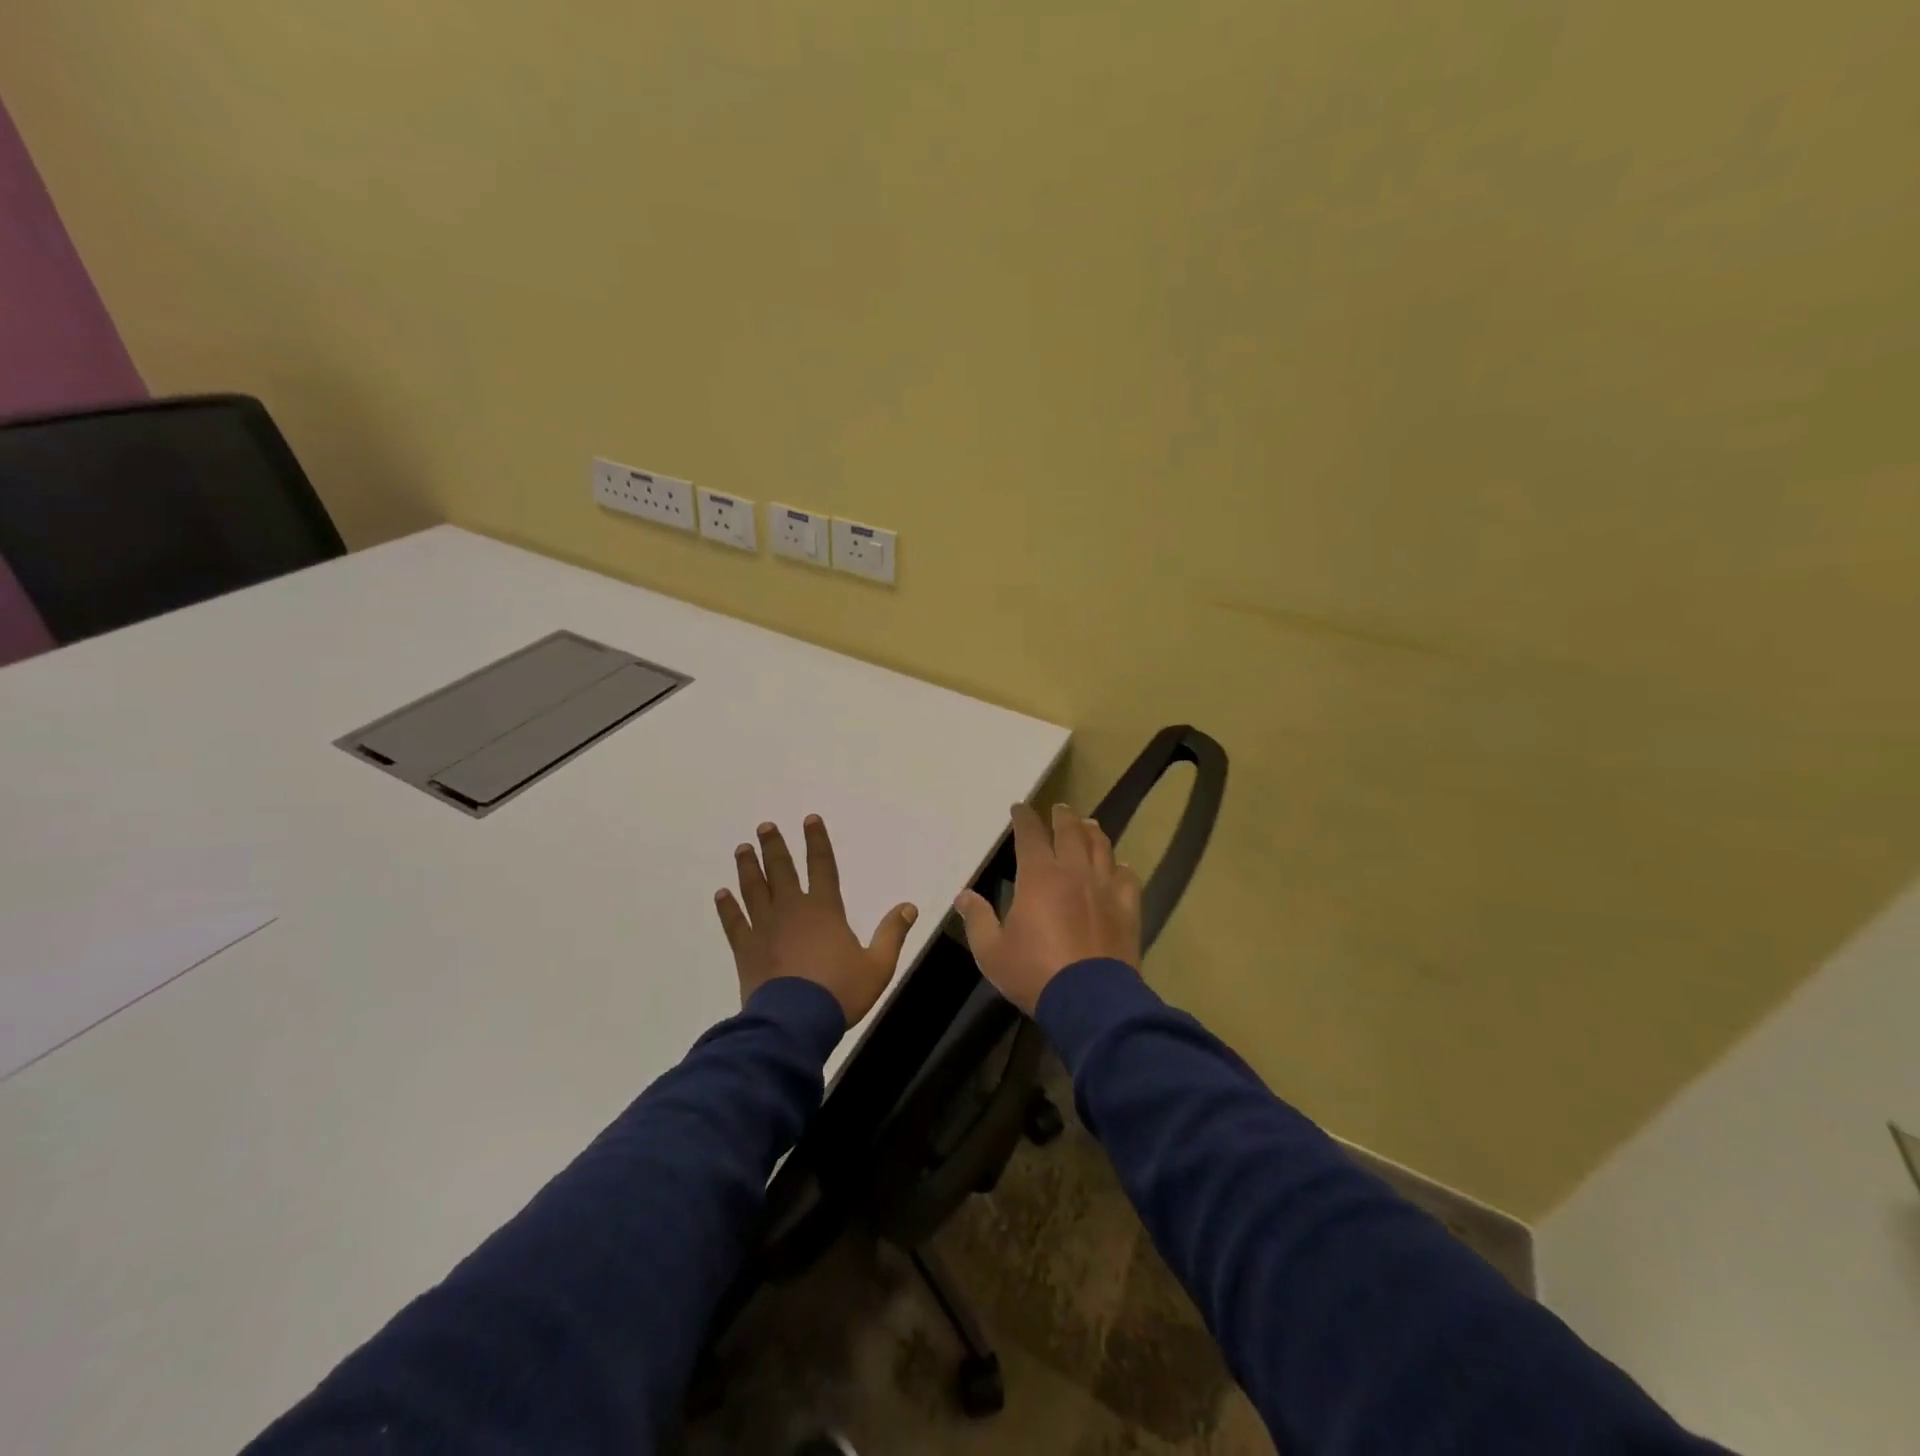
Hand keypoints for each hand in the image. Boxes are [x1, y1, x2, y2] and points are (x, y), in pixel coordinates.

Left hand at [714, 815, 919, 1024]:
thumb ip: (892, 934)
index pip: (822, 865)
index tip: (809, 819)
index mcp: (825, 909)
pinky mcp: (746, 949)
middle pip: (781, 870)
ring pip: (754, 890)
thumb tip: (909, 907)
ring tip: (742, 848)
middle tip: (765, 826)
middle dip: (774, 846)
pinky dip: (727, 907)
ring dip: (748, 868)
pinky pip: (734, 923)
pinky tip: (720, 894)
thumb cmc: (840, 992)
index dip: (817, 841)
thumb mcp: (877, 965)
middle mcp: (792, 909)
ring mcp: (765, 928)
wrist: (794, 1023)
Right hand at [954, 803, 1141, 1014]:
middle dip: (1062, 816)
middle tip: (1059, 808)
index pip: (1030, 834)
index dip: (1024, 818)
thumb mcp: (992, 951)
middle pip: (1070, 832)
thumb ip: (978, 920)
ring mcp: (1105, 887)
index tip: (1019, 808)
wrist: (1090, 1000)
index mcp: (1039, 876)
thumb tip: (964, 896)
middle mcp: (1074, 871)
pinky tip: (1118, 866)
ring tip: (1088, 825)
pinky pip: (1127, 877)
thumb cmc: (1034, 972)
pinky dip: (1120, 866)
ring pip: (1101, 847)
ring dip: (1092, 832)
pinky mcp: (1127, 907)